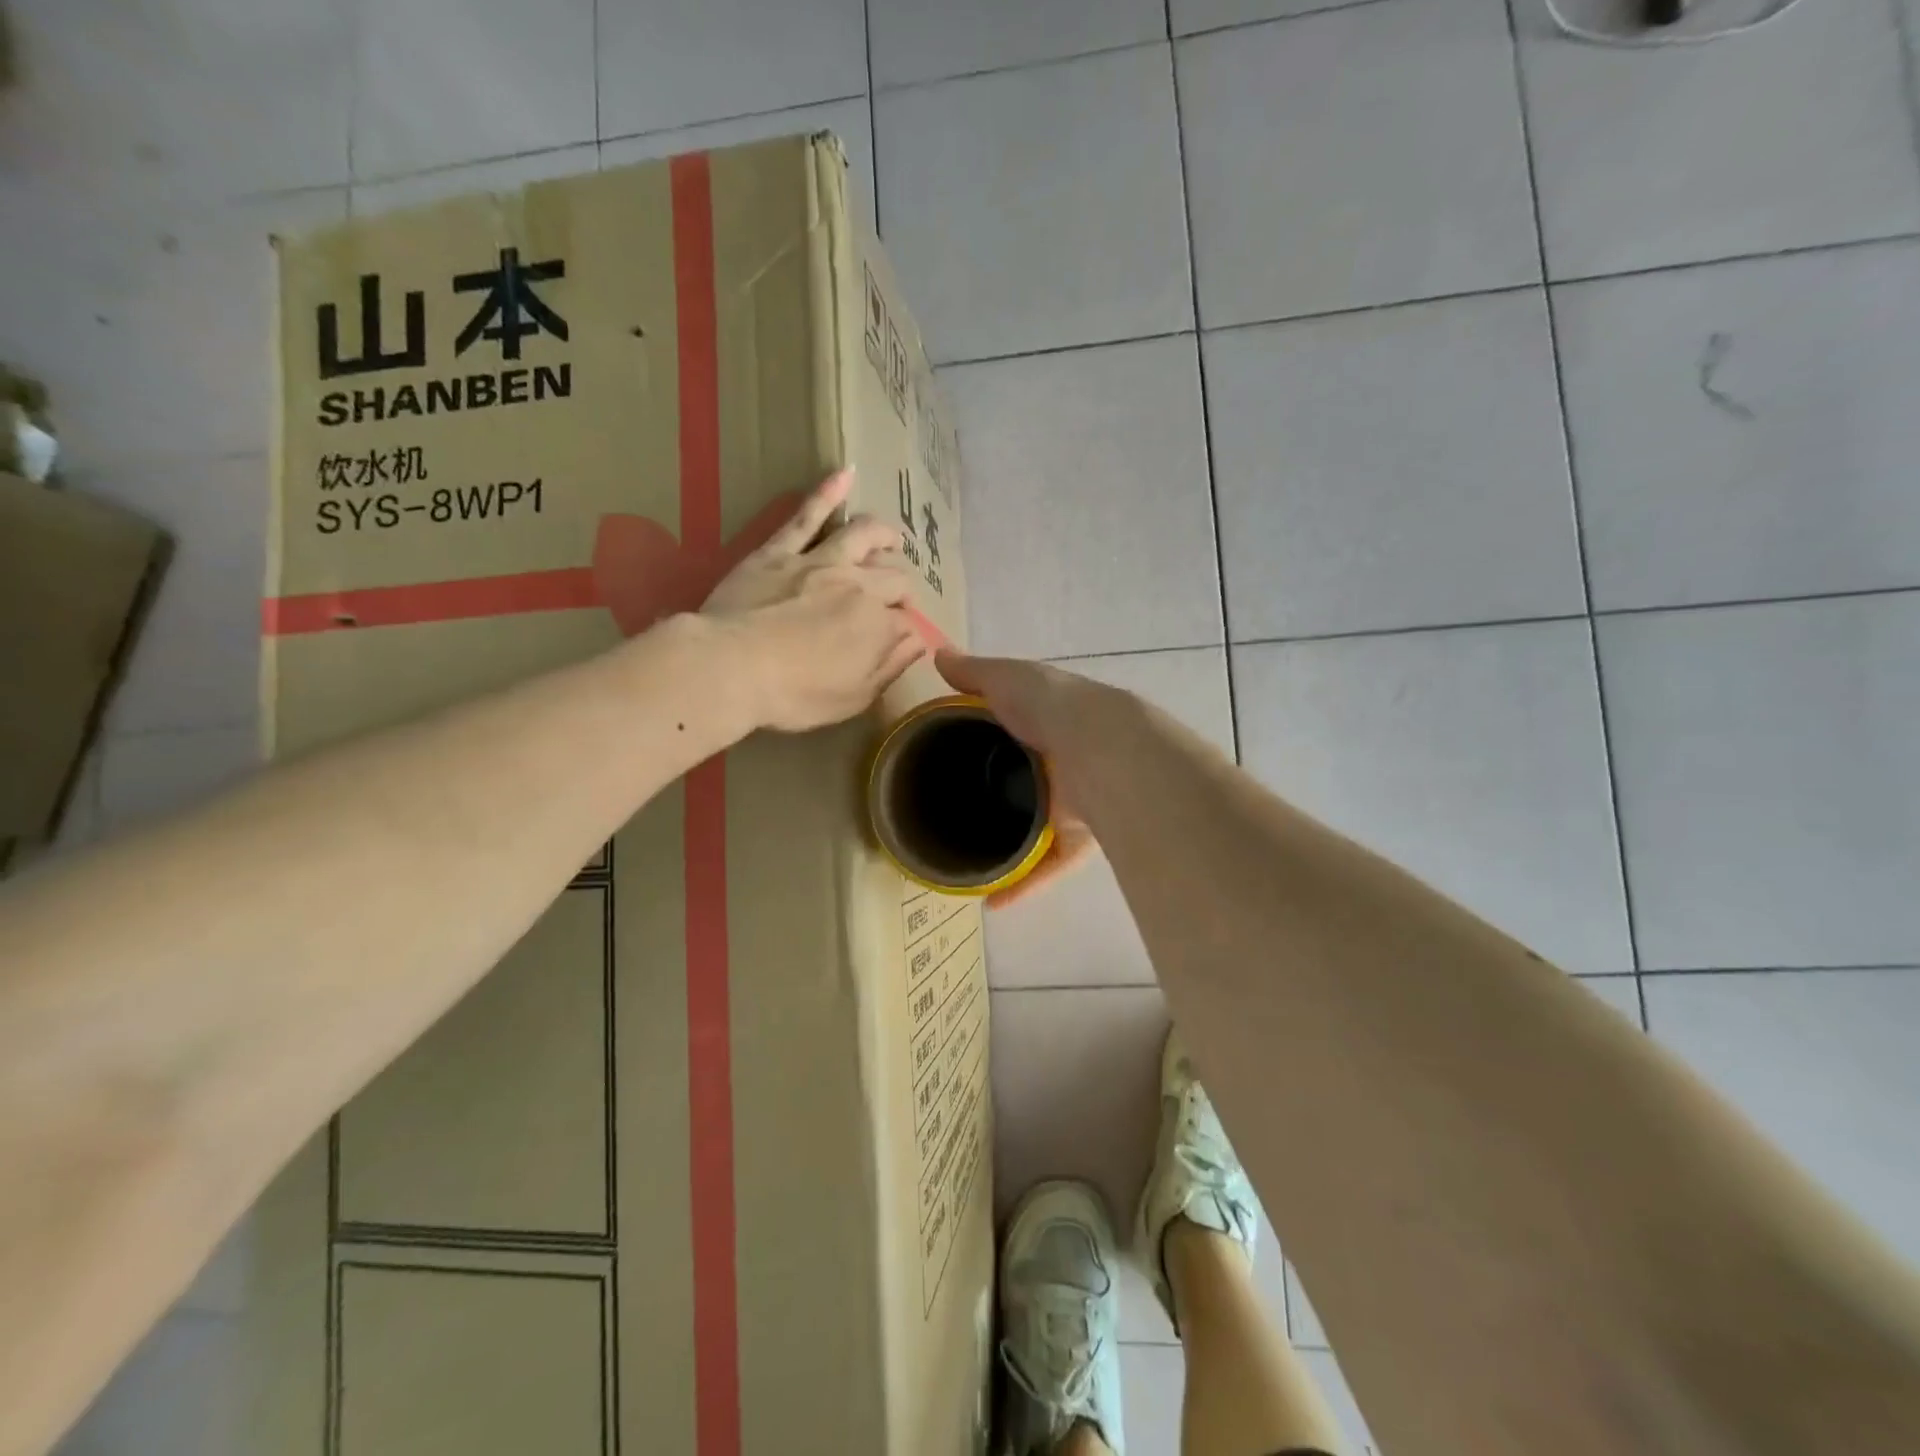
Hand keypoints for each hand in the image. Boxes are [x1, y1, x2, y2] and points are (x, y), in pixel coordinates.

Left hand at [703, 469, 926, 732]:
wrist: (730, 668)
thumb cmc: (794, 695)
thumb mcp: (852, 698)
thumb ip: (889, 667)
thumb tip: (917, 642)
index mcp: (878, 625)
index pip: (907, 622)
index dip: (907, 631)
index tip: (900, 641)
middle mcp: (858, 585)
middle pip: (893, 577)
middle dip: (901, 587)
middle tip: (896, 597)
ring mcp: (819, 562)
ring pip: (862, 535)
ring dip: (883, 534)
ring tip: (893, 538)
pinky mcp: (780, 551)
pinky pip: (807, 516)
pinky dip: (828, 492)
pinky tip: (844, 474)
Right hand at [935, 650, 1098, 907]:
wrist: (1104, 751)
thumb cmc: (1052, 708)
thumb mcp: (1009, 679)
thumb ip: (974, 673)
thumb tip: (939, 655)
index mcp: (1047, 723)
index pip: (1014, 730)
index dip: (987, 740)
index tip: (952, 757)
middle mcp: (1061, 763)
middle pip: (1024, 784)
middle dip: (999, 799)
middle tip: (956, 815)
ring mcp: (1071, 802)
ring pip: (1037, 829)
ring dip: (1008, 848)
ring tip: (969, 863)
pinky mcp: (1079, 838)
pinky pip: (1049, 865)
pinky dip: (1025, 884)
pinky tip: (994, 901)